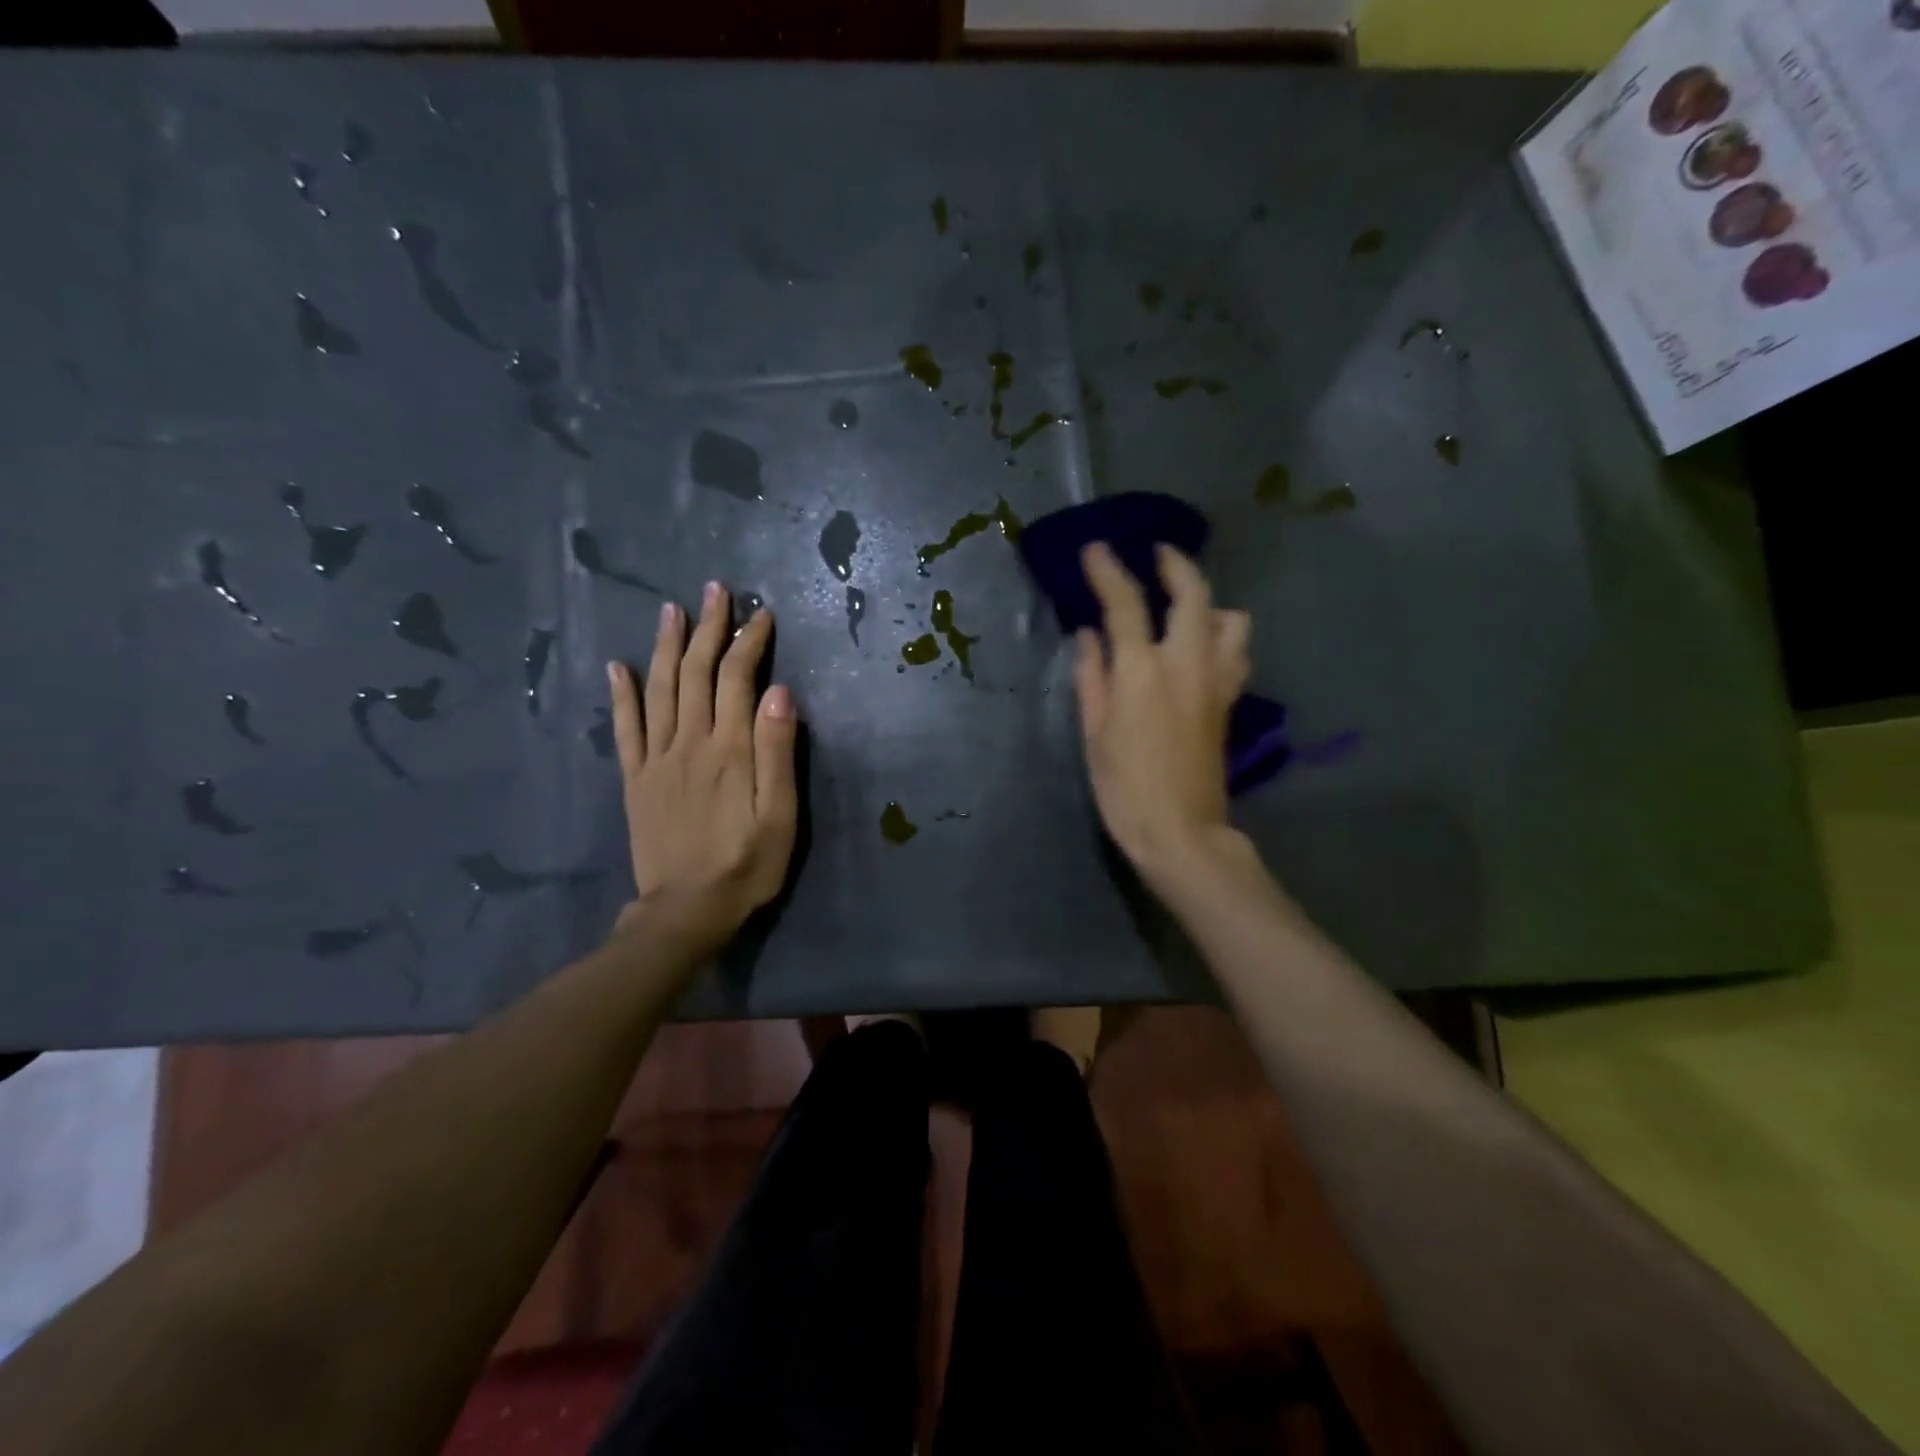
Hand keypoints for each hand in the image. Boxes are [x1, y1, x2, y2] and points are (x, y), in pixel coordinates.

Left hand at [608, 582, 798, 963]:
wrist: (685, 910)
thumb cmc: (747, 864)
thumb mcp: (780, 815)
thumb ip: (778, 752)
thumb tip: (781, 692)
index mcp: (730, 749)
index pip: (738, 679)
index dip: (749, 642)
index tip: (760, 614)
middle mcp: (690, 742)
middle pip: (696, 672)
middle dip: (707, 628)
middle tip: (715, 591)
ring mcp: (657, 758)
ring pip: (659, 689)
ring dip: (665, 646)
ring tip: (670, 610)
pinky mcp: (635, 778)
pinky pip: (625, 728)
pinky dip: (620, 694)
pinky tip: (616, 666)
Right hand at [1073, 543, 1250, 887]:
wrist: (1180, 832)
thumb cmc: (1124, 787)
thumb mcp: (1094, 733)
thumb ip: (1091, 677)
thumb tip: (1090, 636)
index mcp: (1142, 672)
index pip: (1126, 604)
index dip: (1108, 571)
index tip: (1096, 548)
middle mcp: (1186, 664)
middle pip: (1193, 594)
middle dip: (1175, 564)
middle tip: (1157, 554)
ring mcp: (1216, 682)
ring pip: (1232, 619)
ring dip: (1210, 602)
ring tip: (1186, 608)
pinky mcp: (1229, 702)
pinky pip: (1236, 652)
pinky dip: (1222, 636)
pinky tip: (1202, 648)